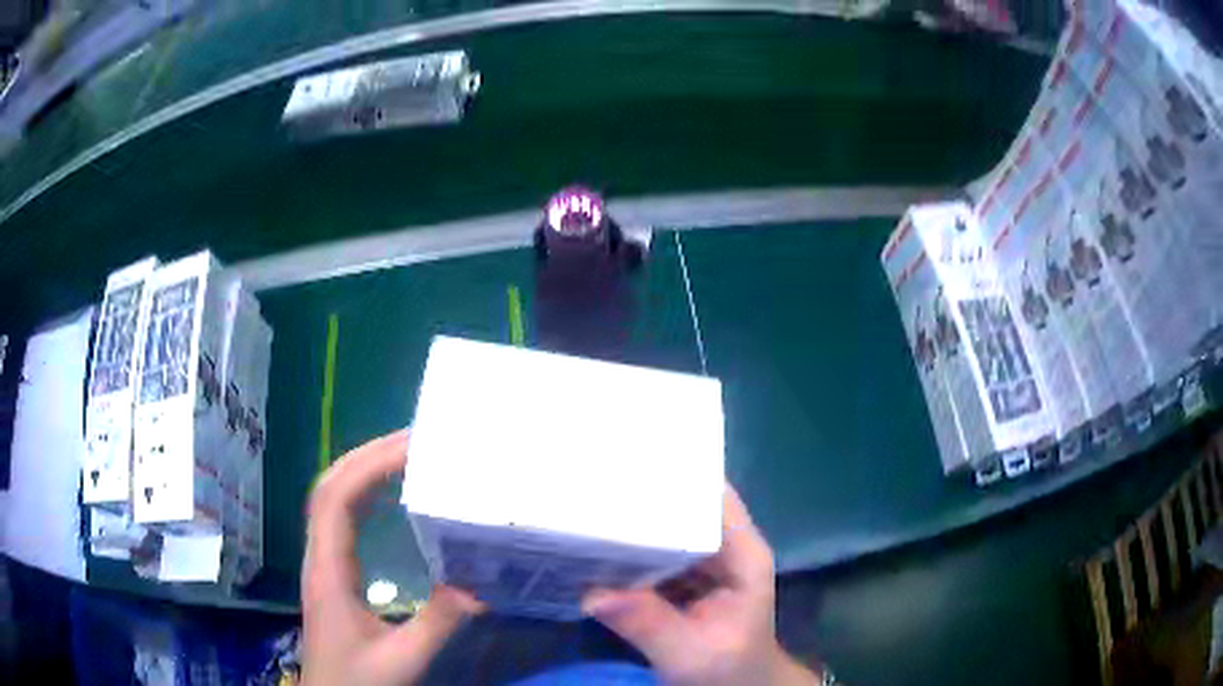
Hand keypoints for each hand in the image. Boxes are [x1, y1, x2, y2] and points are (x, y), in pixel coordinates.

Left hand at [301, 430, 483, 685]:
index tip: (414, 448)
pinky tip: (390, 497)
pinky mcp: (332, 573)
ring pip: (331, 498)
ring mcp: (322, 562)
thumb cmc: (357, 682)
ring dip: (364, 468)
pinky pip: (341, 518)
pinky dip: (363, 494)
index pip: (336, 499)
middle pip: (329, 487)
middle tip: (417, 438)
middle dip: (368, 454)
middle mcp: (319, 556)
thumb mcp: (402, 660)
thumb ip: (438, 624)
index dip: (370, 465)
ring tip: (407, 455)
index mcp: (328, 571)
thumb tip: (480, 582)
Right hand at [582, 485, 820, 685]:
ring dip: (632, 520)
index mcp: (742, 554)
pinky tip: (593, 541)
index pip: (713, 495)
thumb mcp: (689, 653)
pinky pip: (655, 551)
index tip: (626, 462)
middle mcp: (726, 547)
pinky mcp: (684, 577)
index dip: (676, 476)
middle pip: (687, 505)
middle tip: (589, 482)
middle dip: (643, 495)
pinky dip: (629, 548)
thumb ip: (648, 624)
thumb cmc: (728, 669)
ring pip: (669, 526)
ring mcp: (704, 561)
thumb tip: (592, 593)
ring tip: (583, 503)